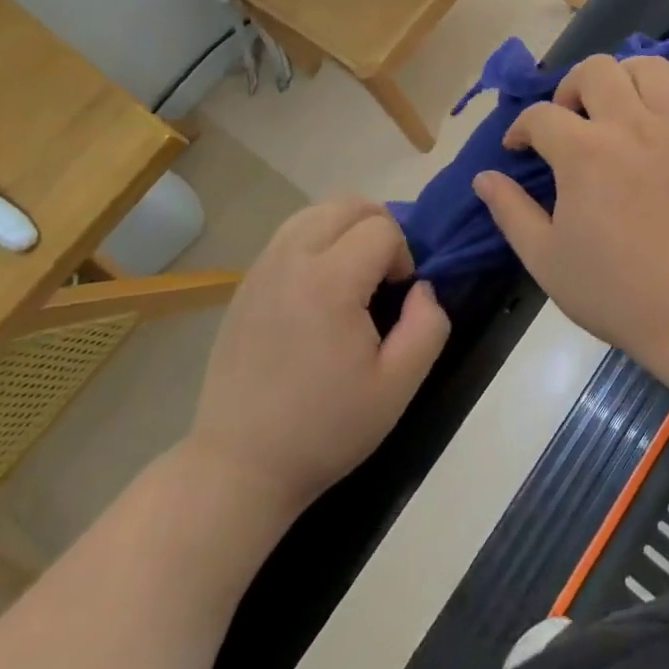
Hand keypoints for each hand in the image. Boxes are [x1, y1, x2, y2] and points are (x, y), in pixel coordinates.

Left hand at [187, 200, 449, 514]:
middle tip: (383, 276)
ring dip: (346, 228)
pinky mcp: (245, 284)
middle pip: (348, 203)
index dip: (403, 255)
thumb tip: (424, 288)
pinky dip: (316, 241)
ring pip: (315, 211)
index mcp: (330, 282)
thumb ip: (428, 326)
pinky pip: (289, 235)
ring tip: (353, 275)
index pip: (382, 227)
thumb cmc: (325, 428)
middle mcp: (292, 260)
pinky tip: (319, 288)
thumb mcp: (398, 387)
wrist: (240, 465)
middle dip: (379, 227)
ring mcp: (262, 269)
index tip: (398, 298)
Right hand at [472, 54, 668, 377]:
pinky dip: (665, 96)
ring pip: (647, 67)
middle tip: (566, 123)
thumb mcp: (545, 258)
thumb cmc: (612, 290)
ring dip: (621, 80)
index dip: (520, 130)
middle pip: (595, 70)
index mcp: (585, 153)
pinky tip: (652, 122)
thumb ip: (510, 211)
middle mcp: (630, 126)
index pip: (540, 116)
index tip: (517, 149)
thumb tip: (484, 178)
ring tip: (611, 111)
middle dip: (569, 89)